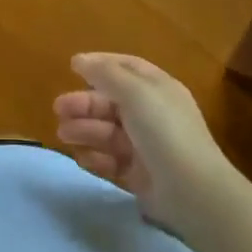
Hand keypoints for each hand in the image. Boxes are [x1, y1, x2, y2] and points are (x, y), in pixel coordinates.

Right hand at [54, 54, 235, 227]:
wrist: (193, 191)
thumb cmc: (164, 131)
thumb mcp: (134, 92)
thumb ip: (105, 73)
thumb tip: (79, 60)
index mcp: (158, 89)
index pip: (127, 68)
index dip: (100, 64)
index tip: (72, 67)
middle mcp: (153, 114)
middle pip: (112, 102)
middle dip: (84, 103)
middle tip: (58, 109)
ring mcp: (147, 147)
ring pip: (108, 132)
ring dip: (85, 130)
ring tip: (63, 135)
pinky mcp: (141, 176)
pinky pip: (112, 162)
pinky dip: (96, 158)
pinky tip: (82, 158)